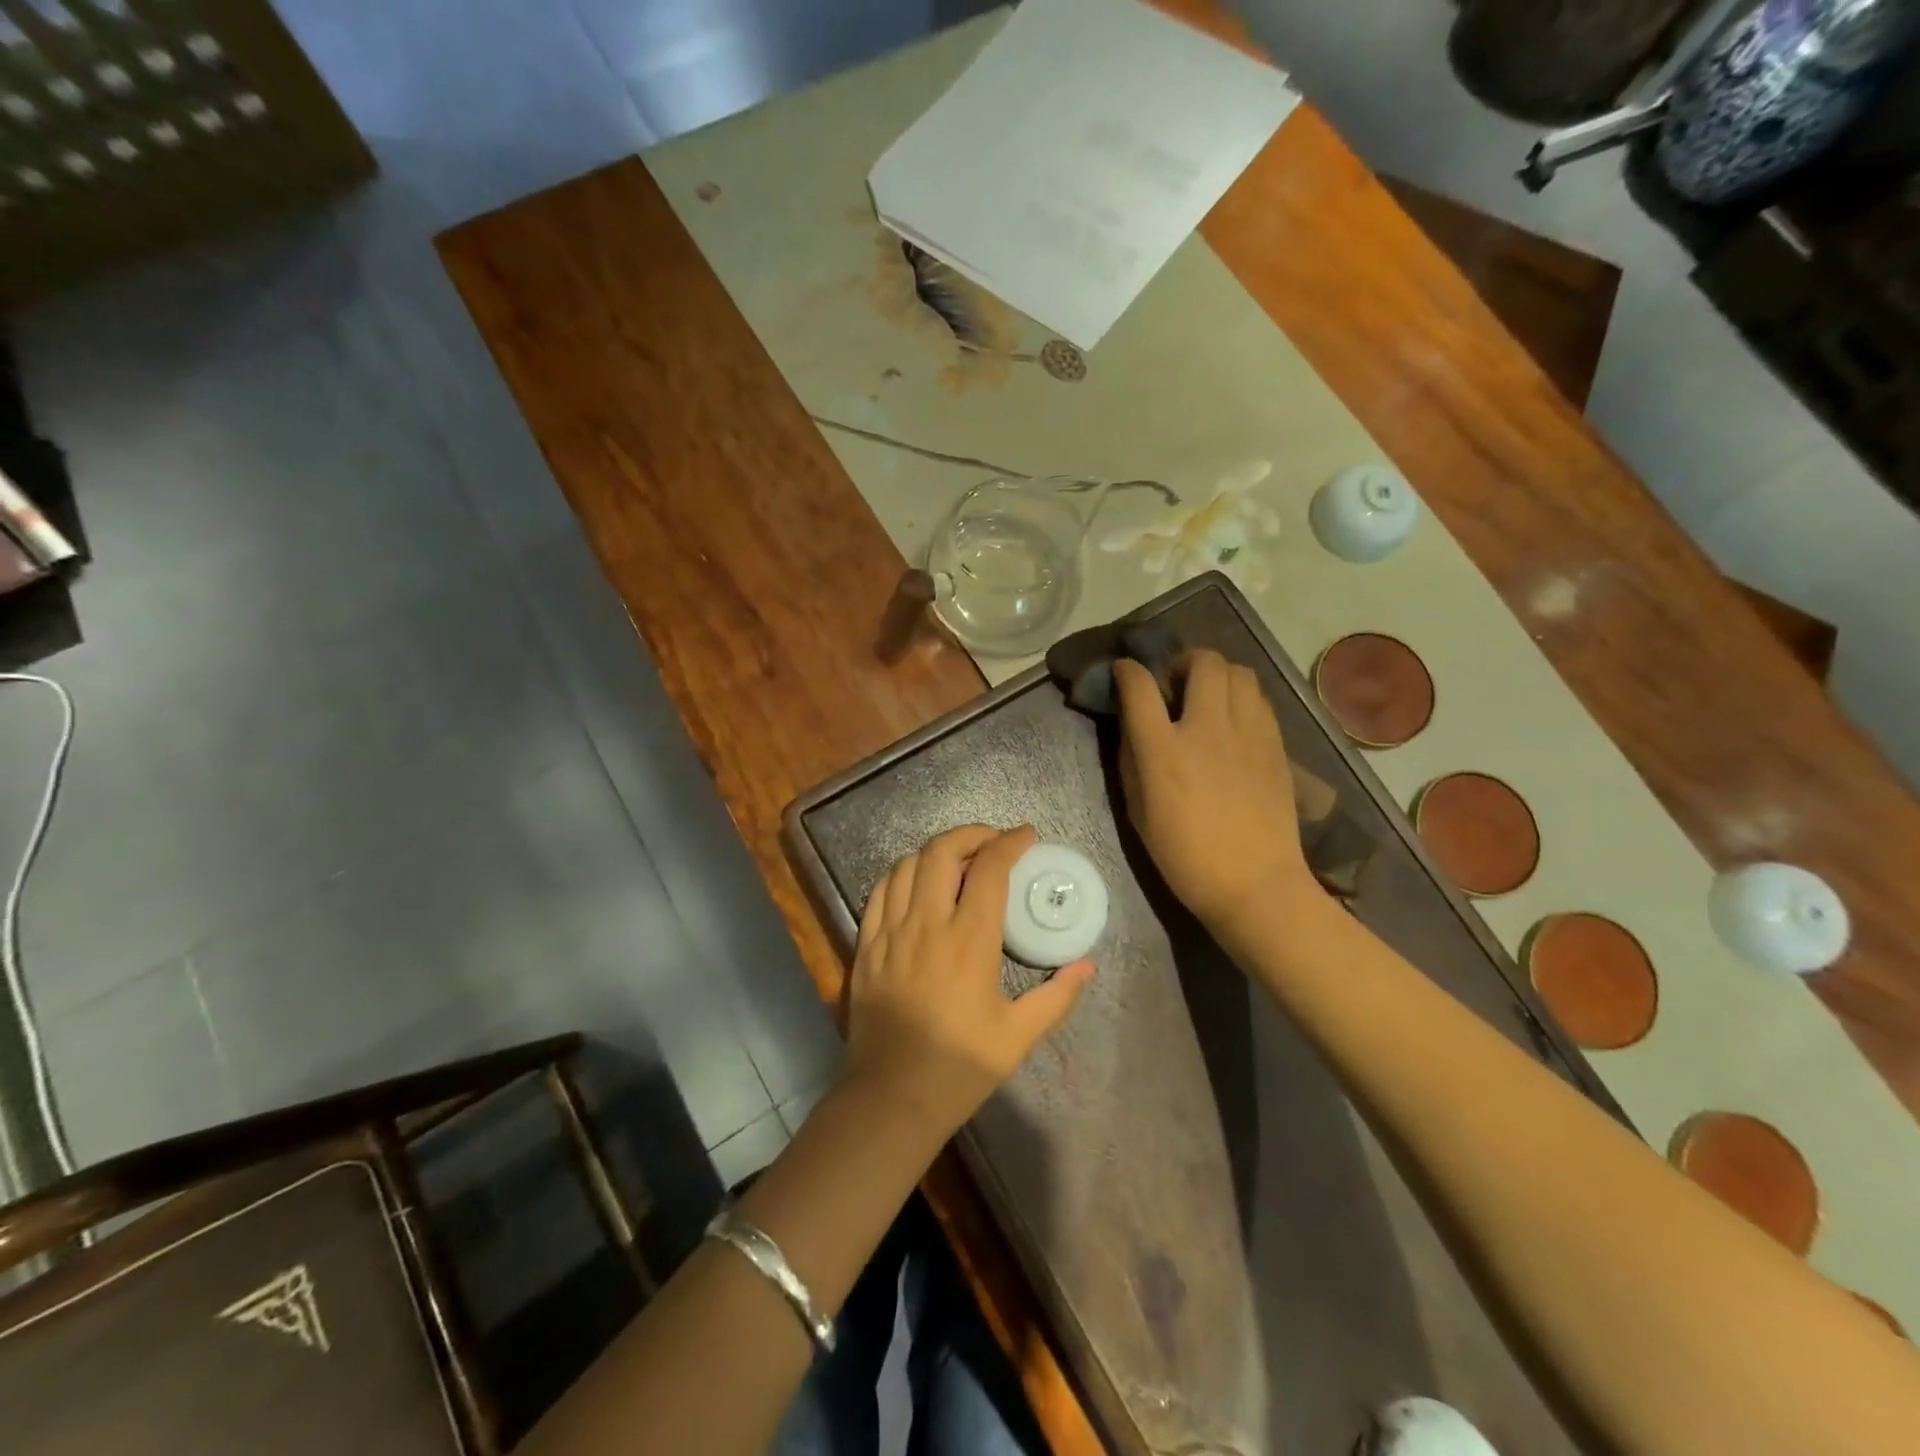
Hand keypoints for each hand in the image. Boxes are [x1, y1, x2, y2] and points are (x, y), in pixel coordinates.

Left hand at [841, 824, 1093, 1136]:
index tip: (1026, 836)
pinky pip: (879, 891)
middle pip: (942, 851)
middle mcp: (927, 924)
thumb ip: (1056, 996)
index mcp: (969, 941)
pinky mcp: (865, 945)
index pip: (990, 869)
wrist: (890, 1098)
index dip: (1009, 842)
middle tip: (992, 842)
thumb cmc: (958, 1067)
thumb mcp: (1018, 1036)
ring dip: (936, 851)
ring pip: (907, 864)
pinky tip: (916, 883)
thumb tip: (1087, 965)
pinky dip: (902, 874)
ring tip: (957, 860)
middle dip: (970, 834)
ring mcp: (890, 932)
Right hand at [1115, 649, 1313, 932]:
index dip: (1127, 670)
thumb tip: (1133, 725)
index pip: (1139, 686)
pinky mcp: (1275, 743)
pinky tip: (1233, 720)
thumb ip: (1132, 759)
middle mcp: (1206, 728)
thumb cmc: (1184, 856)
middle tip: (1174, 684)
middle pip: (1201, 662)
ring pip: (1238, 672)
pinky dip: (1240, 696)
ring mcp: (1247, 733)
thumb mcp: (1138, 811)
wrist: (1255, 884)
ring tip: (1207, 697)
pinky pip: (1258, 698)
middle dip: (1181, 661)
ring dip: (1216, 674)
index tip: (1124, 672)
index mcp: (1163, 750)